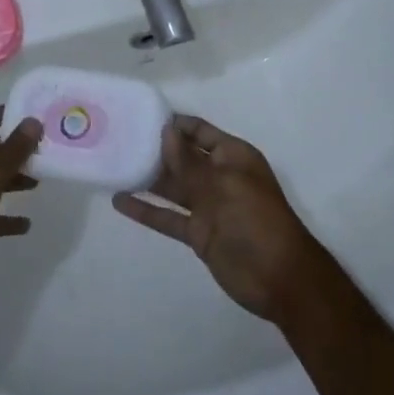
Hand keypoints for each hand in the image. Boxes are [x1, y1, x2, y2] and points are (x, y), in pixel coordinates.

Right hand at [112, 115, 332, 324]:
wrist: (280, 278)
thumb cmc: (257, 220)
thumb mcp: (224, 186)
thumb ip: (190, 163)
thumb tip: (165, 131)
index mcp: (233, 156)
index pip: (199, 132)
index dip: (174, 124)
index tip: (140, 115)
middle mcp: (218, 176)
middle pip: (182, 157)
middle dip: (155, 148)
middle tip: (118, 138)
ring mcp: (207, 206)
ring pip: (172, 186)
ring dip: (147, 178)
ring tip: (113, 165)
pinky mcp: (198, 233)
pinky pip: (168, 217)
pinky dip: (146, 210)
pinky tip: (119, 201)